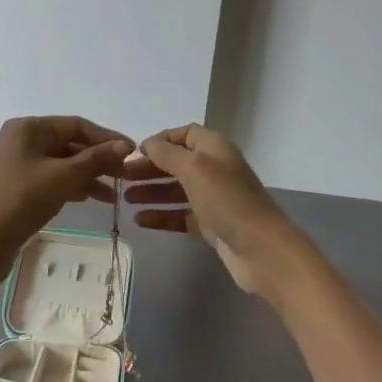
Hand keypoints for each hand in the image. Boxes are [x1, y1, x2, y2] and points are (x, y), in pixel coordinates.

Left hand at [0, 116, 133, 263]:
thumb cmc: (24, 200)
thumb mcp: (65, 176)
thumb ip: (96, 159)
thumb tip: (126, 146)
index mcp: (29, 128)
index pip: (77, 125)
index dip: (108, 138)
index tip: (134, 153)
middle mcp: (23, 139)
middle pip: (71, 144)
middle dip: (100, 160)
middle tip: (127, 176)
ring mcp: (21, 163)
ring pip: (64, 163)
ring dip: (90, 176)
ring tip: (115, 194)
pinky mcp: (21, 186)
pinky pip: (54, 178)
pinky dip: (74, 186)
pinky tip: (94, 199)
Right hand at [124, 124, 305, 300]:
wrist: (260, 248)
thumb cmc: (226, 199)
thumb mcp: (194, 168)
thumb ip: (167, 154)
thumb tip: (147, 144)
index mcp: (215, 148)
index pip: (185, 134)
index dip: (161, 140)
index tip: (135, 152)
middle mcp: (214, 169)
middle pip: (177, 163)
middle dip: (150, 168)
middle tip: (122, 177)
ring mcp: (213, 199)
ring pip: (176, 190)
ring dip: (151, 192)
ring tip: (125, 199)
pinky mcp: (210, 225)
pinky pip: (180, 216)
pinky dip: (161, 216)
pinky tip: (140, 220)